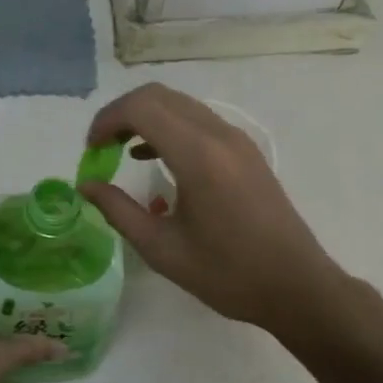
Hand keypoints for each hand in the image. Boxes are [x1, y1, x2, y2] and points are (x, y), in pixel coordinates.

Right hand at [80, 84, 339, 334]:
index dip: (106, 120)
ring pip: (179, 104)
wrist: (297, 287)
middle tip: (100, 148)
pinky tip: (152, 157)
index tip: (90, 151)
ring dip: (144, 118)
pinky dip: (167, 126)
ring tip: (119, 151)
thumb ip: (118, 211)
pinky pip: (197, 119)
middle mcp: (218, 135)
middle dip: (121, 114)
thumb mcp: (162, 249)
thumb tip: (85, 185)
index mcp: (198, 156)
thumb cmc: (228, 274)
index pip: (141, 108)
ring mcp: (236, 139)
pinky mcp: (245, 150)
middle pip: (158, 96)